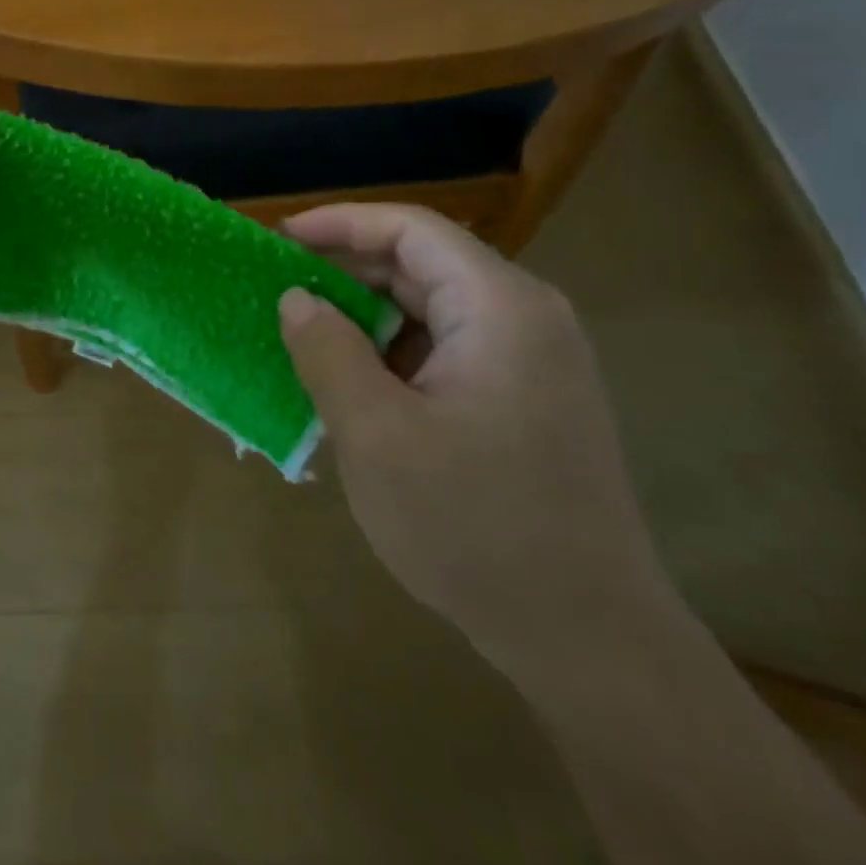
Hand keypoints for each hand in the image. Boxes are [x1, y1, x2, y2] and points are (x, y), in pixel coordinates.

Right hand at [278, 204, 680, 674]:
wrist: (588, 641)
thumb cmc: (475, 526)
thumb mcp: (376, 434)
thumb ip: (327, 351)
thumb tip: (296, 298)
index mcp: (499, 309)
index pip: (411, 230)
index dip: (339, 223)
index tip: (278, 238)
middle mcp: (524, 319)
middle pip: (421, 265)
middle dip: (344, 271)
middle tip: (277, 289)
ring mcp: (530, 363)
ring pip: (429, 310)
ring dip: (363, 317)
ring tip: (301, 336)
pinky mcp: (524, 401)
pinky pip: (443, 351)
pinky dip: (390, 354)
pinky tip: (349, 384)